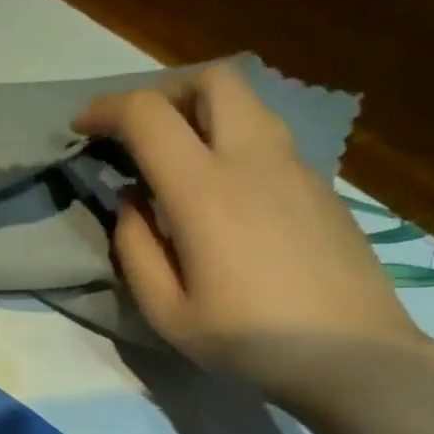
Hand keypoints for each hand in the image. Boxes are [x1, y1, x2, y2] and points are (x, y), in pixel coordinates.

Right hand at [75, 63, 425, 409]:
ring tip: (177, 157)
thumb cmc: (248, 340)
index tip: (82, 126)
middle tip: (139, 131)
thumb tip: (130, 203)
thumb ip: (136, 249)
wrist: (351, 354)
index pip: (148, 115)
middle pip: (213, 79)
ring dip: (202, 111)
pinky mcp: (320, 184)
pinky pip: (268, 137)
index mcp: (205, 190)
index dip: (107, 109)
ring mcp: (295, 166)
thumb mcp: (167, 311)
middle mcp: (253, 159)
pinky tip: (223, 193)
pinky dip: (232, 140)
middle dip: (165, 90)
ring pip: (247, 103)